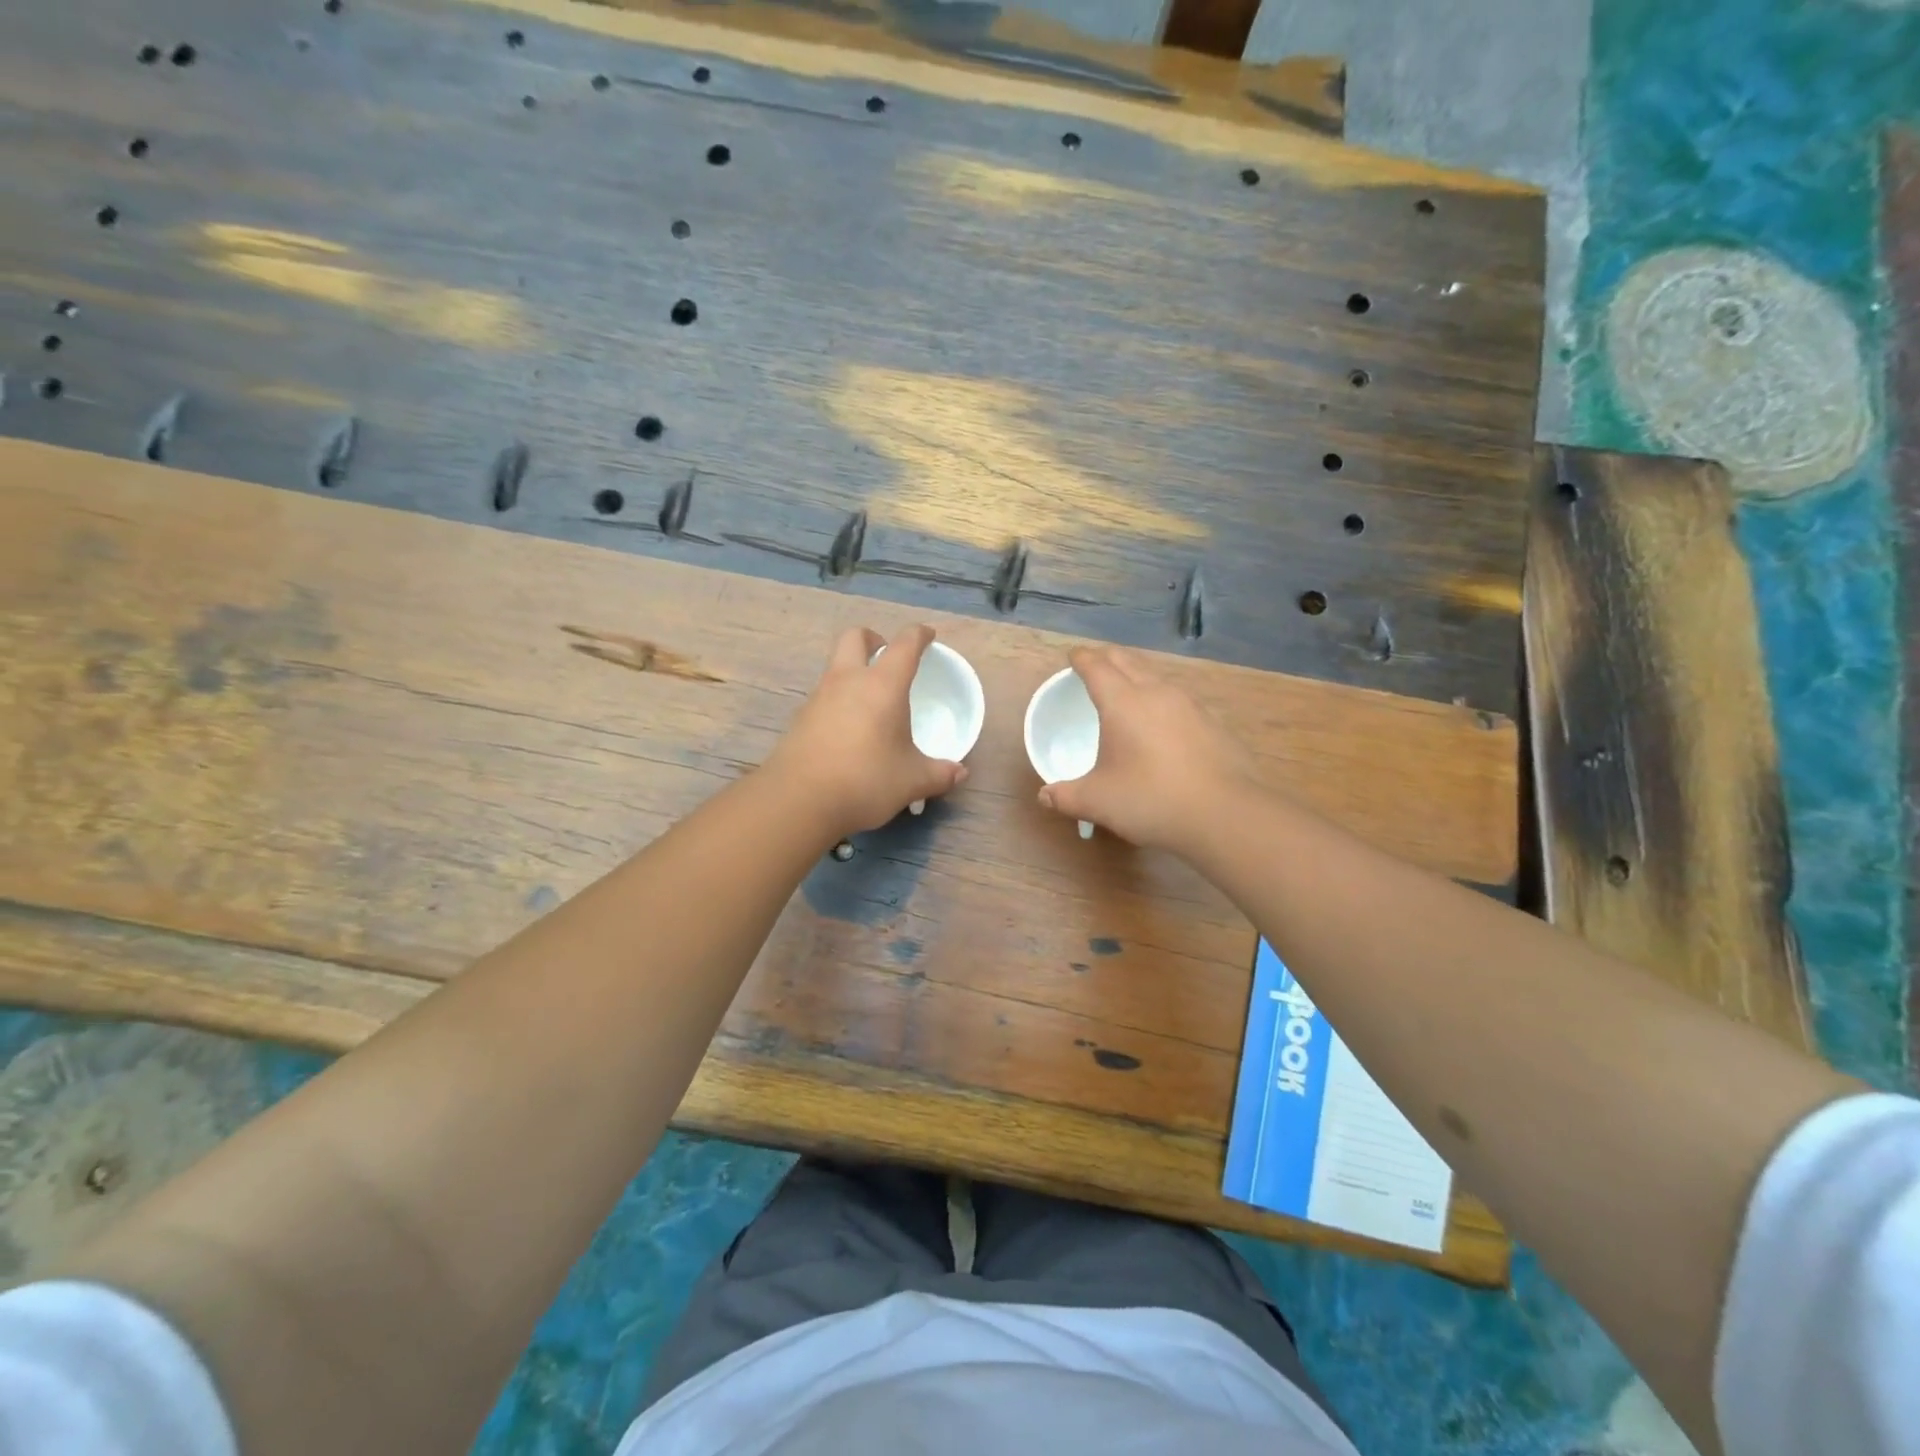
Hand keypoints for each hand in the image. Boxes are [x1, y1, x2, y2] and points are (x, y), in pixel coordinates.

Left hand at [767, 624, 967, 836]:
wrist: (799, 801)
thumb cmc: (866, 781)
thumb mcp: (912, 781)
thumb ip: (940, 774)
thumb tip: (959, 773)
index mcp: (882, 685)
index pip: (905, 644)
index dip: (919, 635)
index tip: (928, 637)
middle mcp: (847, 681)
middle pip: (855, 637)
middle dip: (873, 639)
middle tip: (887, 658)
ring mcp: (818, 698)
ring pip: (835, 667)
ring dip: (853, 672)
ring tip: (871, 703)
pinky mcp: (799, 720)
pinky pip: (823, 697)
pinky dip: (838, 702)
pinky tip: (848, 732)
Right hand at [1037, 645, 1255, 853]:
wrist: (1225, 813)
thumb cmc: (1151, 800)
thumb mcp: (1098, 802)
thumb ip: (1066, 796)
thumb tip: (1044, 796)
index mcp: (1122, 702)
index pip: (1097, 666)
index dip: (1081, 659)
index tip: (1072, 657)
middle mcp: (1156, 693)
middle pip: (1127, 660)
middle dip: (1107, 657)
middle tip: (1095, 664)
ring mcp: (1189, 705)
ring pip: (1156, 675)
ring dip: (1137, 674)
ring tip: (1127, 687)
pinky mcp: (1213, 722)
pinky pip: (1178, 698)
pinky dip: (1162, 698)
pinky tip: (1163, 721)